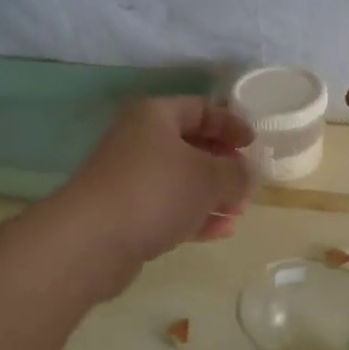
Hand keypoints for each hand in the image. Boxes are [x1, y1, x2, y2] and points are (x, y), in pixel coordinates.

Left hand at [57, 97, 253, 271]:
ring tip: (240, 211)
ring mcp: (130, 180)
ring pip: (181, 181)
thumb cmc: (156, 191)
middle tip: (248, 182)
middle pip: (190, 146)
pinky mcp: (127, 215)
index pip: (200, 109)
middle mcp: (139, 142)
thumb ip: (236, 172)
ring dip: (213, 195)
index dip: (230, 124)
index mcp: (155, 116)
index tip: (254, 145)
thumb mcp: (209, 176)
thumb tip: (246, 174)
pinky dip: (195, 217)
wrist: (93, 240)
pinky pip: (169, 209)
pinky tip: (222, 231)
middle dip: (223, 165)